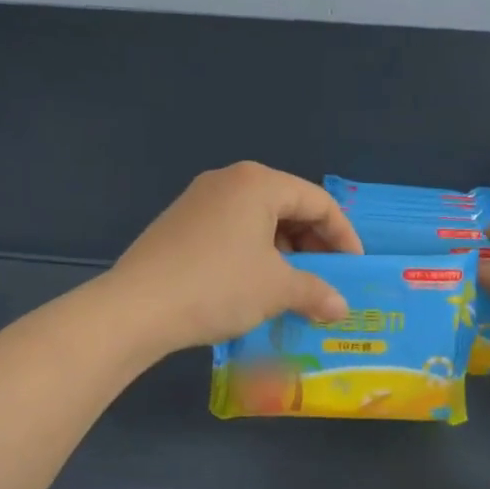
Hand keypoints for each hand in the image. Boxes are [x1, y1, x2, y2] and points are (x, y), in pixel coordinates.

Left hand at [104, 162, 363, 355]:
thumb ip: (316, 292)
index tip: (353, 269)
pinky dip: (254, 255)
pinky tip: (256, 286)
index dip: (343, 236)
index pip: (318, 202)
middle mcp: (229, 181)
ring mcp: (199, 200)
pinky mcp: (179, 224)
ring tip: (294, 288)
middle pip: (287, 207)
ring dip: (284, 253)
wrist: (136, 308)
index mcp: (258, 183)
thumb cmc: (218, 286)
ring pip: (259, 221)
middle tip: (326, 280)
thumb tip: (340, 307)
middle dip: (313, 245)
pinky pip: (232, 232)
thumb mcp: (277, 289)